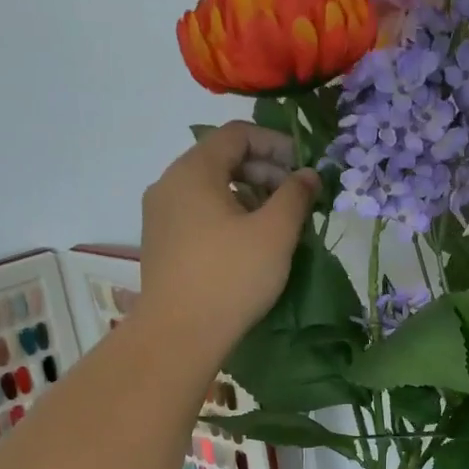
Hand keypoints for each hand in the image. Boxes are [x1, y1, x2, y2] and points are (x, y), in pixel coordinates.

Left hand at [138, 122, 319, 360]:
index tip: (304, 168)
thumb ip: (295, 195)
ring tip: (278, 222)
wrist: (179, 335)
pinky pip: (199, 213)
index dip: (276, 143)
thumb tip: (308, 174)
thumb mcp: (274, 233)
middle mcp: (169, 184)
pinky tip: (250, 243)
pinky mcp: (161, 243)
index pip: (237, 134)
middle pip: (222, 159)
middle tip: (296, 198)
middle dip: (264, 171)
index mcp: (193, 171)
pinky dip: (228, 215)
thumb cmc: (231, 277)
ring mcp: (160, 215)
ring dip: (248, 195)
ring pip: (211, 188)